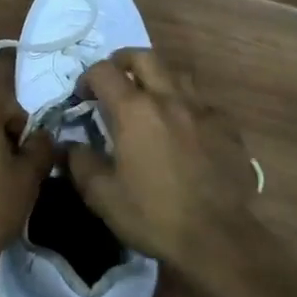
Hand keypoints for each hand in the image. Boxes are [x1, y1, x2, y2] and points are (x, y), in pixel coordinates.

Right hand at [68, 50, 264, 282]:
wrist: (218, 239)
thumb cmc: (153, 214)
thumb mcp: (101, 195)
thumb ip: (79, 163)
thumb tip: (69, 146)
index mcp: (134, 110)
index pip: (103, 71)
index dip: (87, 78)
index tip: (83, 97)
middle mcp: (168, 98)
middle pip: (143, 57)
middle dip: (123, 62)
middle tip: (115, 81)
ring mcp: (201, 111)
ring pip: (177, 74)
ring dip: (158, 79)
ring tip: (150, 100)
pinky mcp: (226, 128)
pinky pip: (202, 103)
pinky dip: (187, 107)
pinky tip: (184, 129)